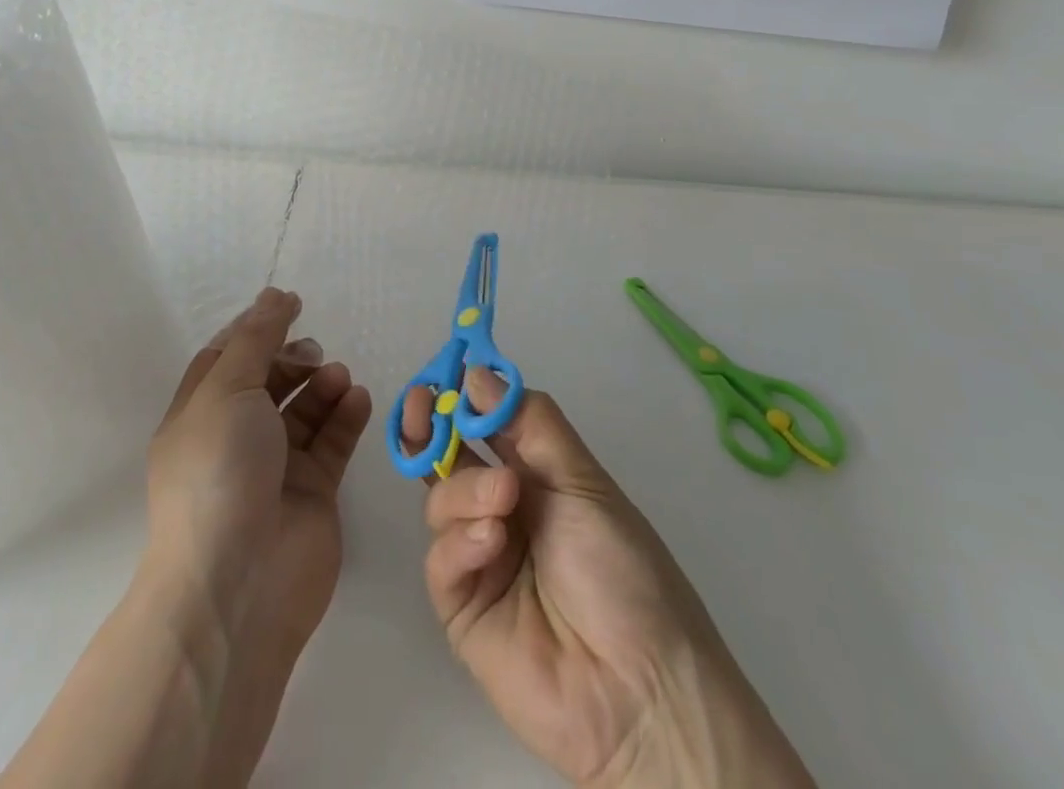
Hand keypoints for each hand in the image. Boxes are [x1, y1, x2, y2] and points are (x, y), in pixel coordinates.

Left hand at [0, 288, 370, 788]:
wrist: (238, 585)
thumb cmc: (219, 472)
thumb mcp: (228, 389)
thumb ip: (256, 338)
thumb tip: (274, 293)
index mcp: (200, 414)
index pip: (227, 358)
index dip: (256, 328)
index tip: (291, 305)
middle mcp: (235, 438)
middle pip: (268, 381)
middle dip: (293, 359)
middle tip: (315, 354)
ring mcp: (275, 468)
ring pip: (304, 410)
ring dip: (323, 385)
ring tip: (339, 377)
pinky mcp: (312, 492)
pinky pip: (332, 441)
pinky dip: (345, 416)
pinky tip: (358, 399)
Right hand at [404, 372, 814, 788]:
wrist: (639, 690)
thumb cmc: (621, 568)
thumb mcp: (583, 480)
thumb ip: (529, 423)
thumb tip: (478, 373)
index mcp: (536, 475)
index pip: (486, 424)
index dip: (461, 398)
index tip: (443, 373)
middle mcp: (502, 509)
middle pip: (450, 458)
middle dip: (431, 428)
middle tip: (424, 409)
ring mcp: (479, 557)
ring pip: (442, 500)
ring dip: (466, 489)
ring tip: (503, 500)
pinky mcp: (462, 606)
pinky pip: (441, 558)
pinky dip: (460, 541)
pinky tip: (491, 544)